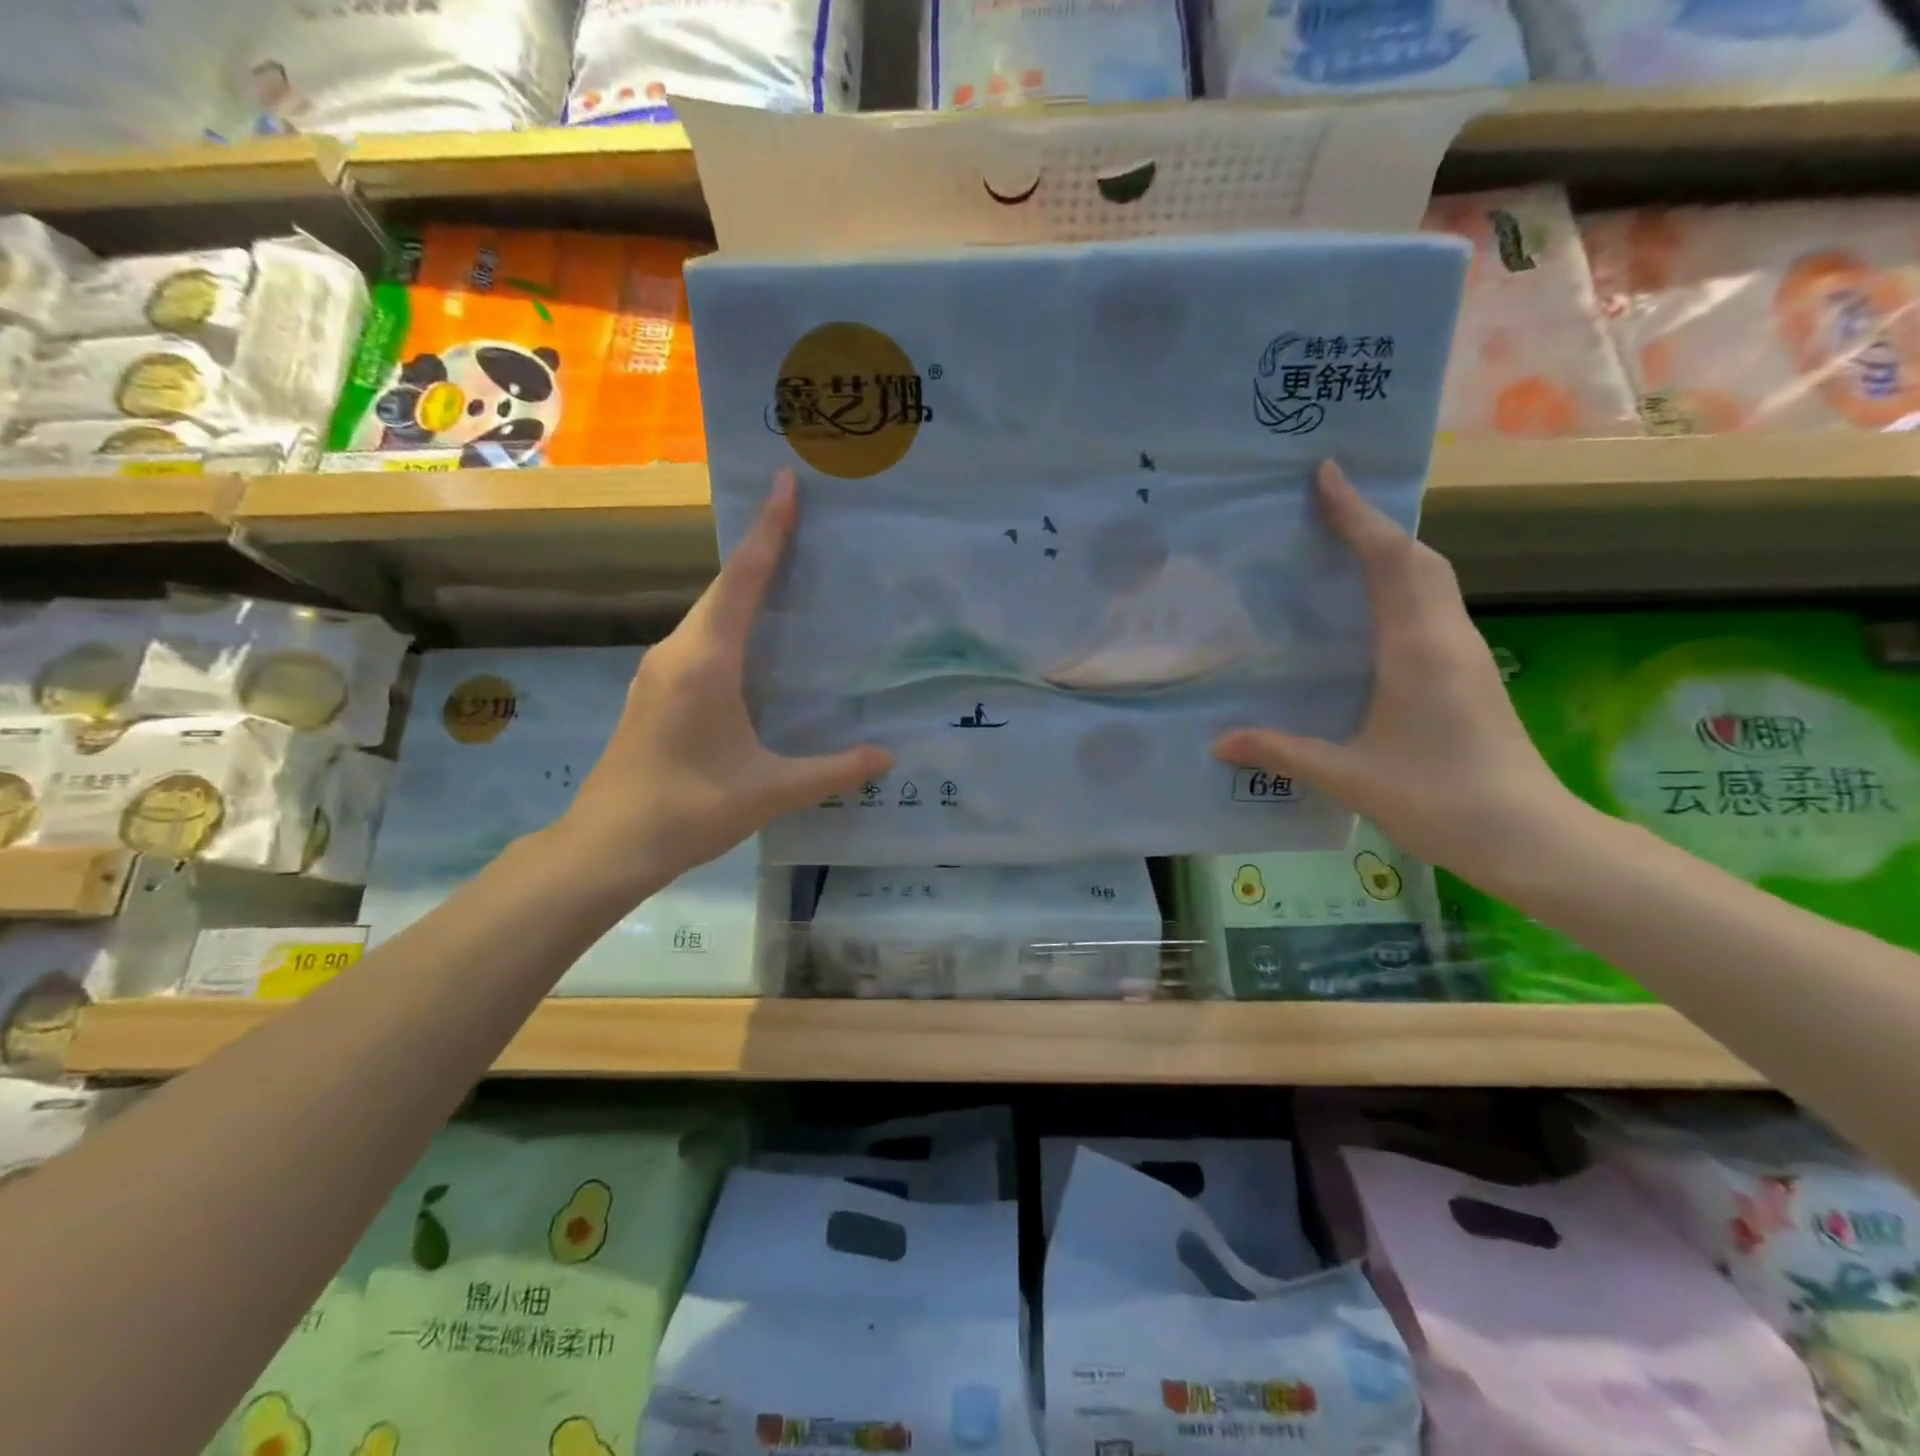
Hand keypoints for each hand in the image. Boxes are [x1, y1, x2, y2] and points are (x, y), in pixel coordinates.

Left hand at [556, 471, 891, 883]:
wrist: (607, 847)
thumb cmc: (688, 809)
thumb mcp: (770, 791)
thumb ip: (832, 771)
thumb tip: (886, 757)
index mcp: (705, 661)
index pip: (743, 581)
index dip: (769, 531)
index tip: (786, 484)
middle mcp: (676, 653)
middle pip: (723, 589)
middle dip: (761, 552)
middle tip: (803, 525)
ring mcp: (658, 673)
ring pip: (708, 615)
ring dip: (743, 590)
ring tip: (786, 577)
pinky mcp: (653, 694)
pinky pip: (698, 641)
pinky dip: (729, 625)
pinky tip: (753, 645)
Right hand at [1212, 461, 1581, 885]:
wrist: (1528, 836)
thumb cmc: (1440, 800)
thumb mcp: (1349, 777)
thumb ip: (1282, 753)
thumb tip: (1218, 742)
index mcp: (1417, 649)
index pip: (1389, 561)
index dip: (1356, 515)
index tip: (1326, 475)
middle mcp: (1446, 638)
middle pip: (1417, 558)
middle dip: (1373, 523)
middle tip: (1324, 504)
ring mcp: (1463, 653)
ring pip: (1429, 579)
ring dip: (1390, 551)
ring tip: (1341, 542)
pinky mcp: (1466, 672)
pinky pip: (1429, 606)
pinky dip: (1399, 584)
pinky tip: (1368, 606)